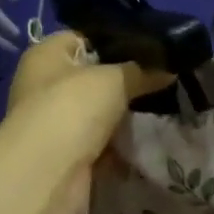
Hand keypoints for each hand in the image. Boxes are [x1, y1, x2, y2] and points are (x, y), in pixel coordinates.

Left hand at [4, 32, 167, 164]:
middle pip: (94, 75)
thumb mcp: (113, 79)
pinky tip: (150, 136)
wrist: (47, 176)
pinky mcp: (67, 154)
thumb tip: (168, 68)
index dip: (117, 39)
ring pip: (100, 110)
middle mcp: (45, 84)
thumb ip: (142, 70)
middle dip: (127, 79)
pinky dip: (120, 142)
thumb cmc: (72, 108)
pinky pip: (101, 141)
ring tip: (166, 104)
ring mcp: (55, 122)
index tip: (153, 47)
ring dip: (125, 114)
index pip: (85, 37)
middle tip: (166, 77)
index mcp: (46, 55)